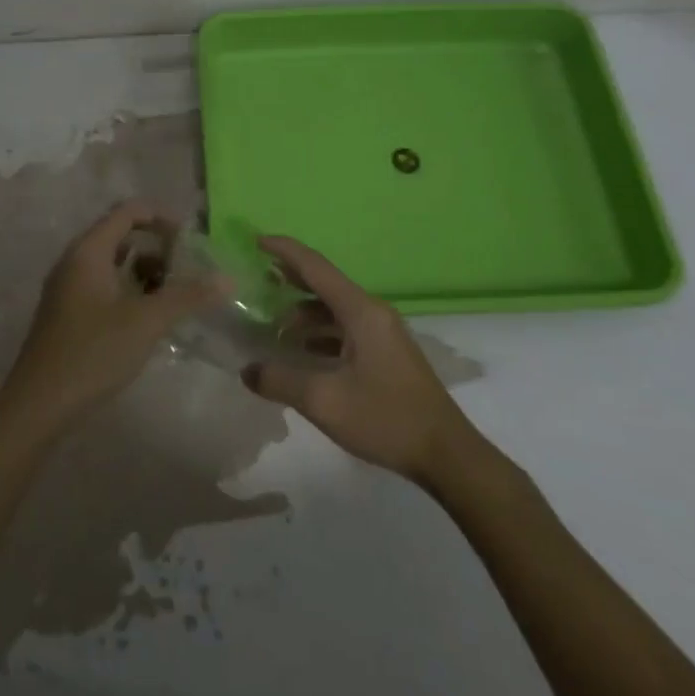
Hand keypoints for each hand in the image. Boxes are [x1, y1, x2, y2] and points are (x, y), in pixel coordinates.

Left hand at [0, 202, 218, 435]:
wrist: (39, 406)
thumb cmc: (93, 353)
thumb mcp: (146, 322)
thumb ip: (187, 296)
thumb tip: (227, 279)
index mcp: (88, 251)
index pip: (127, 212)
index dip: (161, 217)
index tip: (191, 239)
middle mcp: (74, 261)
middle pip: (120, 234)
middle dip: (156, 246)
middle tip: (186, 267)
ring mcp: (68, 288)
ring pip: (112, 263)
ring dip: (144, 270)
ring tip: (173, 293)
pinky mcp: (68, 313)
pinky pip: (103, 285)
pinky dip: (129, 289)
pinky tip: (149, 316)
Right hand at [242, 236, 479, 482]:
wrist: (446, 454)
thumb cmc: (386, 418)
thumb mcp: (324, 401)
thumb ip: (280, 381)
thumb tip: (247, 370)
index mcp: (360, 311)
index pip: (315, 266)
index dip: (284, 250)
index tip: (256, 241)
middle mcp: (372, 312)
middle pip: (324, 283)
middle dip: (290, 279)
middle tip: (256, 280)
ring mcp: (382, 332)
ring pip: (334, 309)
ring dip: (303, 313)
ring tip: (272, 326)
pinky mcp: (386, 353)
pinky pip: (345, 328)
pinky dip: (319, 332)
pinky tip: (301, 353)